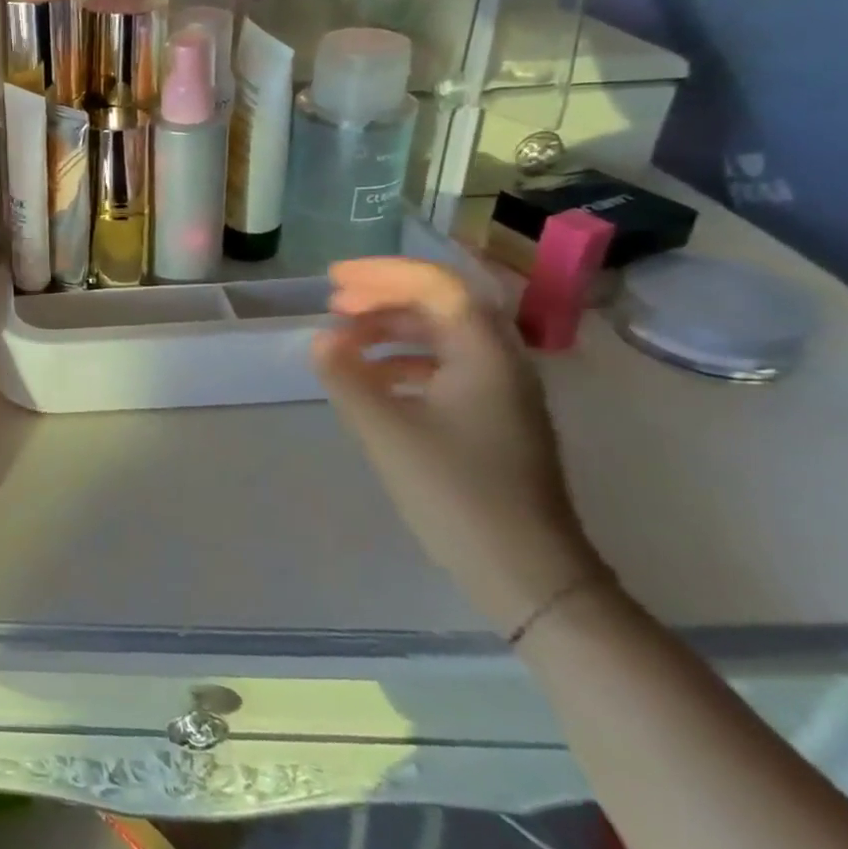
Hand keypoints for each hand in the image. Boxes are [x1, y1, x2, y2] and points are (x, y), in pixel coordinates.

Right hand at [312, 257, 605, 633]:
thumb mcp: (387, 431)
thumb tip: (319, 341)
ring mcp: (501, 394)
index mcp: (484, 355)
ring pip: (441, 339)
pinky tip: (371, 383)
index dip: (381, 274)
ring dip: (391, 330)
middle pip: (441, 306)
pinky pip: (444, 370)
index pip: (436, 285)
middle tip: (333, 306)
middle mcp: (500, 363)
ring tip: (343, 342)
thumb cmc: (457, 493)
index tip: (333, 281)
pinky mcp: (493, 422)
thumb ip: (347, 377)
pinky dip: (402, 363)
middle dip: (383, 298)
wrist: (527, 574)